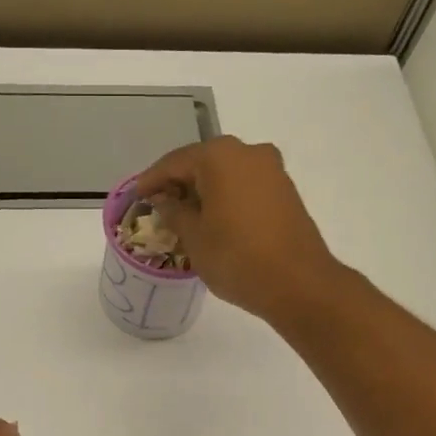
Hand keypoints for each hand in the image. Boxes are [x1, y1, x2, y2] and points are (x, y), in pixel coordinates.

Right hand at [134, 136, 340, 322]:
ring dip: (204, 190)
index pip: (174, 162)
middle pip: (202, 162)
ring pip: (226, 173)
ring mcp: (271, 170)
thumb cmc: (237, 258)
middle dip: (179, 183)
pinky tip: (214, 219)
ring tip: (185, 217)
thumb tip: (164, 199)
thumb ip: (174, 211)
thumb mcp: (194, 237)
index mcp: (219, 156)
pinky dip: (226, 196)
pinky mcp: (285, 190)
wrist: (299, 283)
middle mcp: (248, 152)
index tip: (136, 197)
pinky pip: (245, 185)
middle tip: (159, 207)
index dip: (152, 181)